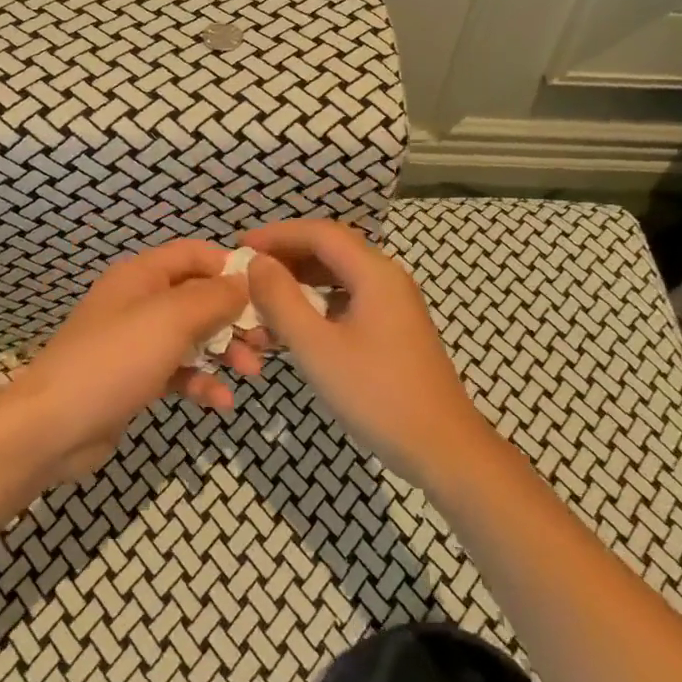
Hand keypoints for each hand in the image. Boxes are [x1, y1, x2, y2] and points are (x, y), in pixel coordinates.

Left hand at [8, 240, 263, 482]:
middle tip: (267, 340)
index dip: (230, 267)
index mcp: (142, 275)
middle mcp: (140, 301)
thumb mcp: (171, 319)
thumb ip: (214, 297)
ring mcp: (137, 341)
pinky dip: (202, 381)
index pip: (195, 254)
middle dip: (235, 317)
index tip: (266, 291)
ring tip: (251, 372)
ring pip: (194, 336)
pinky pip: (179, 371)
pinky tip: (221, 401)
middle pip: (199, 297)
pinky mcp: (136, 378)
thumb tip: (244, 283)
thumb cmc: (115, 360)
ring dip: (225, 351)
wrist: (53, 427)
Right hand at [241, 219, 495, 486]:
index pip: (320, 233)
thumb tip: (257, 263)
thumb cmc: (376, 395)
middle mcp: (387, 278)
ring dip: (298, 285)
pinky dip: (316, 307)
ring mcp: (393, 305)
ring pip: (337, 278)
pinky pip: (347, 302)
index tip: (239, 246)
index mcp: (374, 272)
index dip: (277, 234)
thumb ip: (281, 300)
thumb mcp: (317, 347)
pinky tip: (292, 328)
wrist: (442, 448)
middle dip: (286, 258)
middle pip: (330, 250)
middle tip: (246, 273)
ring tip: (261, 303)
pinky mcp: (393, 330)